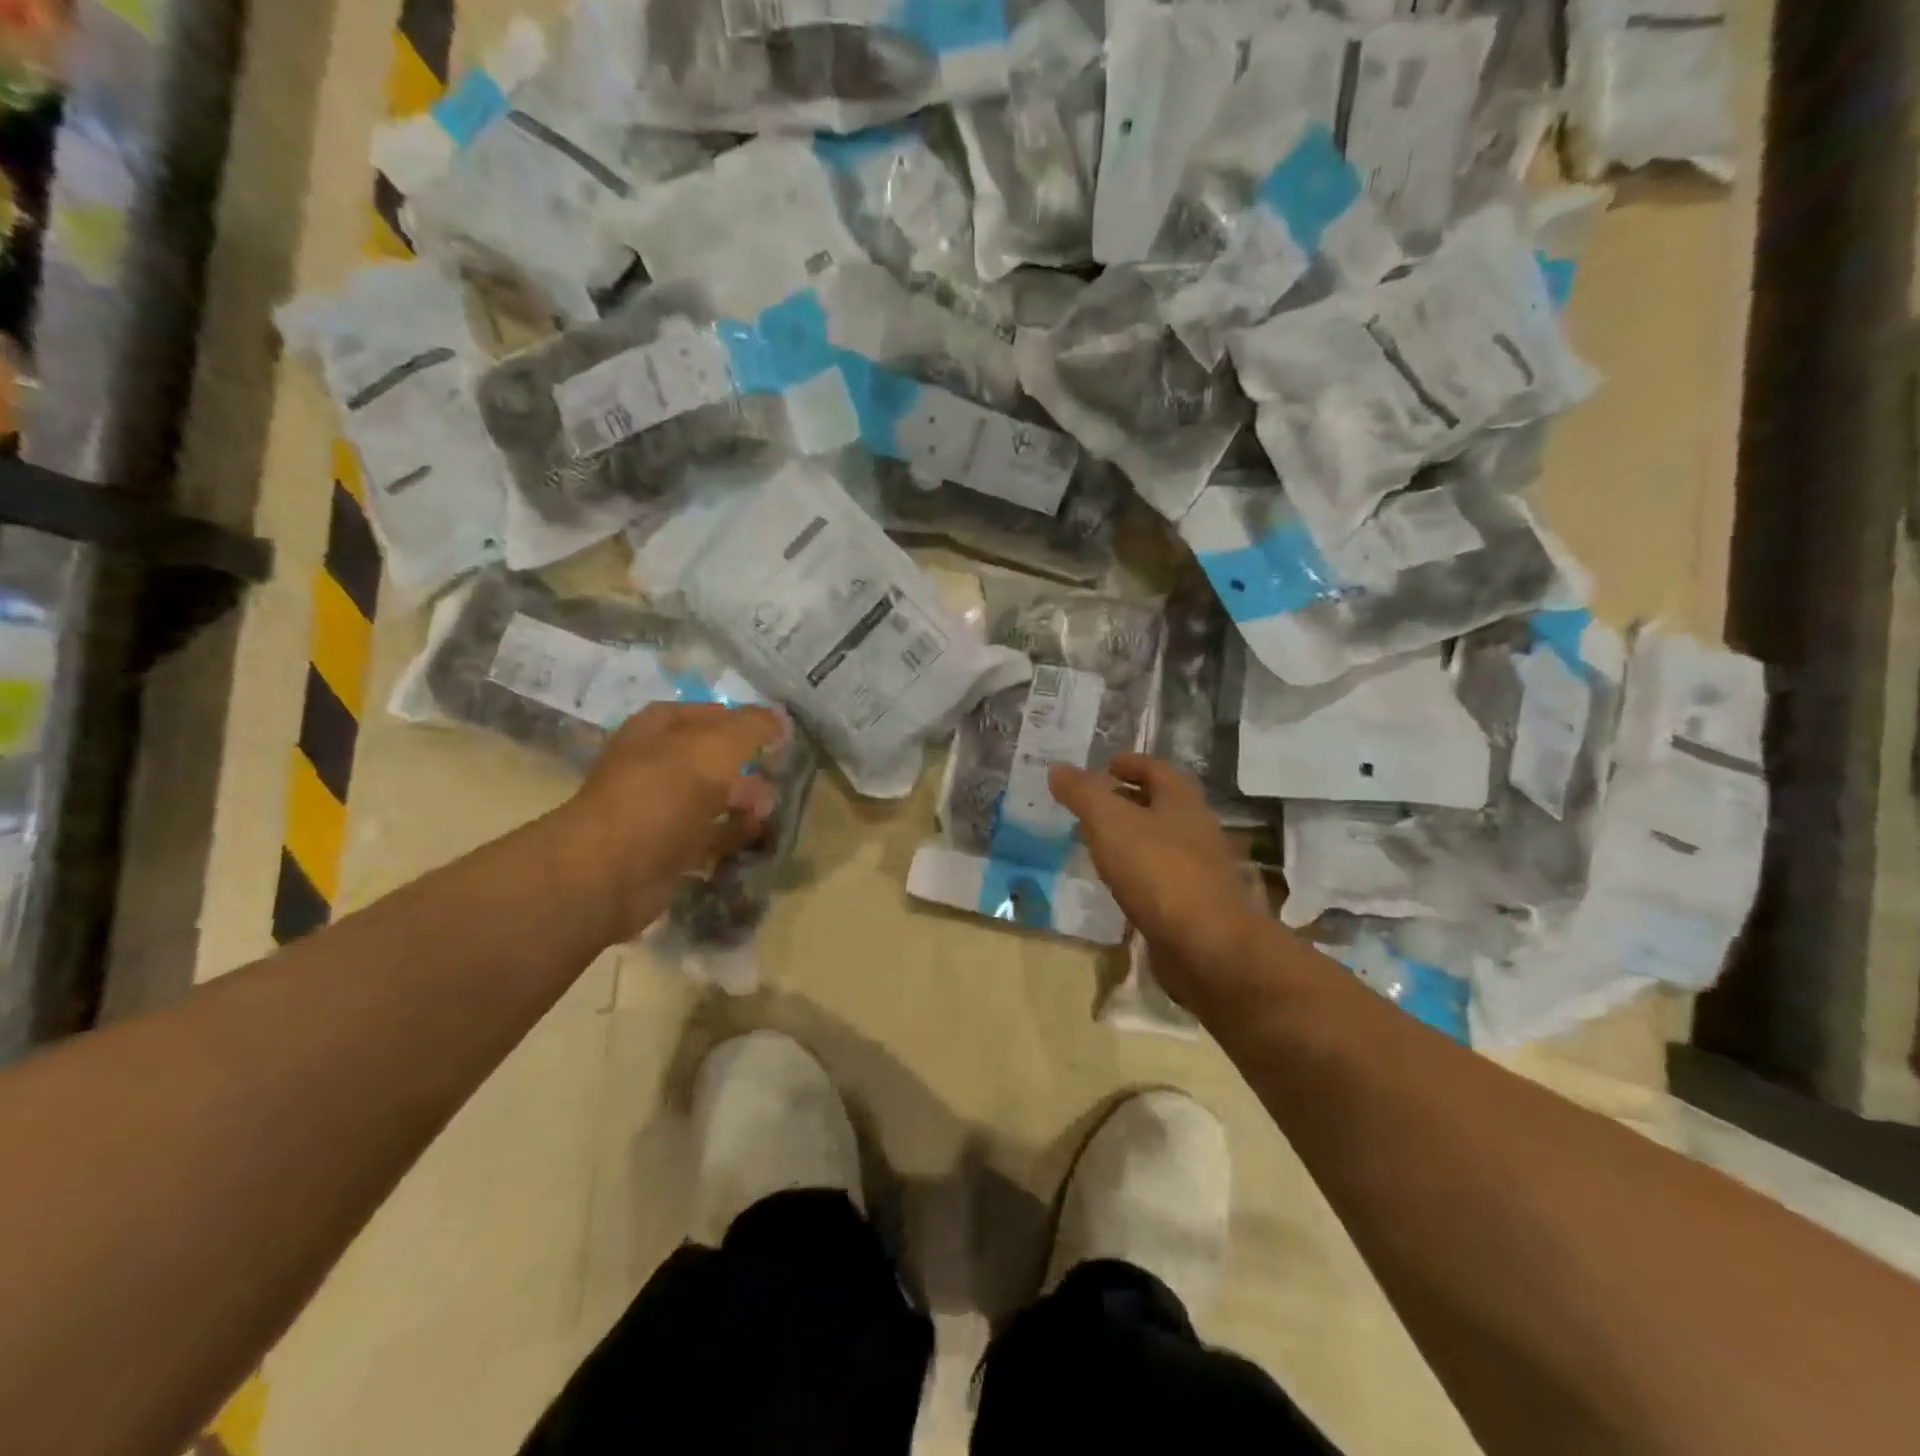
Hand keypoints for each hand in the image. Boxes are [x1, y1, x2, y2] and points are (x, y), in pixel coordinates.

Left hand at [564, 702, 787, 937]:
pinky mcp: (664, 849)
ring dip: (743, 804)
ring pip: (710, 799)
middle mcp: (653, 764)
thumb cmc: (665, 793)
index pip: (705, 713)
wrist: (614, 869)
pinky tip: (753, 839)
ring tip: (766, 813)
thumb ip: (752, 726)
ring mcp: (657, 809)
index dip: (740, 721)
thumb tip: (779, 717)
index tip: (776, 736)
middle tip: (775, 778)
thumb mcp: (717, 746)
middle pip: (710, 759)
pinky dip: (730, 837)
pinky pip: (706, 837)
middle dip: (746, 767)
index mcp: (656, 729)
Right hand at [1050, 753, 1268, 1007]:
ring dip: (1131, 837)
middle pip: (1161, 804)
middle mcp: (1196, 829)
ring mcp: (1199, 869)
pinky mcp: (1194, 904)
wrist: (1207, 946)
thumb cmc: (1158, 871)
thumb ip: (1083, 793)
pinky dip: (1138, 870)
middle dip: (1128, 800)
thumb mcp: (1109, 822)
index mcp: (1181, 801)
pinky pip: (1161, 876)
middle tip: (1092, 804)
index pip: (1156, 769)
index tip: (1106, 765)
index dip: (1131, 763)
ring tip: (1097, 841)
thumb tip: (1058, 768)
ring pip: (1160, 841)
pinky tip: (1117, 883)